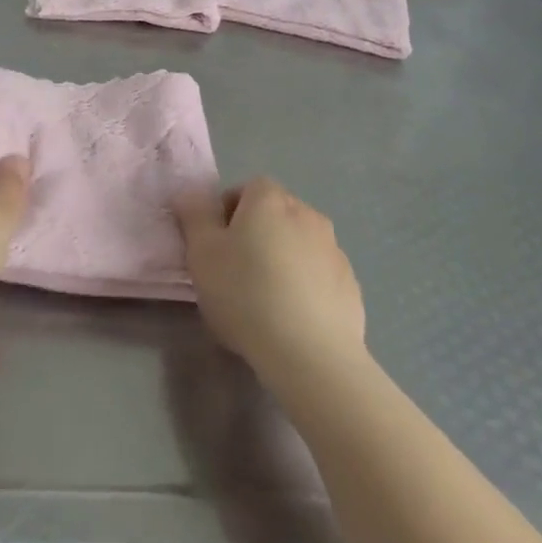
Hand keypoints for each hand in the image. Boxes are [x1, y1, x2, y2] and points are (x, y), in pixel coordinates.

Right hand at [175, 177, 366, 384]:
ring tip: (265, 299)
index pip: (247, 188)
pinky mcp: (351, 285)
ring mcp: (334, 249)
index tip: (216, 244)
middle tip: (235, 270)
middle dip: (256, 234)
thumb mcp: (202, 253)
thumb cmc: (246, 294)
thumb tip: (190, 194)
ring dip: (283, 259)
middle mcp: (307, 214)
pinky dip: (305, 286)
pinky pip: (319, 274)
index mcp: (270, 200)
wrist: (312, 354)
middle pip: (275, 214)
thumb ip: (194, 216)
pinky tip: (292, 318)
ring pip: (299, 244)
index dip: (228, 211)